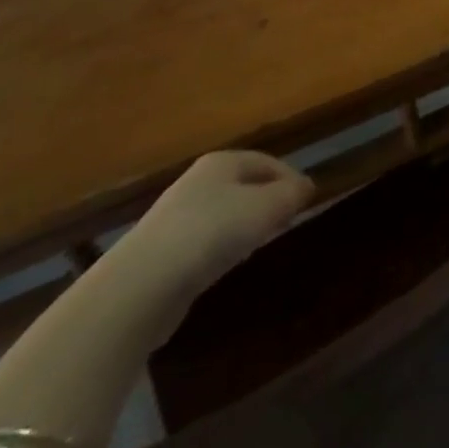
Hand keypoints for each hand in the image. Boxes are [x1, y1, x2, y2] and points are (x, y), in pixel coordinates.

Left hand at [112, 151, 314, 307]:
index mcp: (222, 162)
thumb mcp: (266, 207)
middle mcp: (197, 183)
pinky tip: (227, 264)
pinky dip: (221, 248)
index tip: (308, 199)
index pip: (266, 161)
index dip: (290, 177)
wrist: (140, 285)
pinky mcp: (160, 254)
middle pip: (243, 185)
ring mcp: (174, 218)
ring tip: (262, 242)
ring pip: (223, 213)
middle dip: (267, 200)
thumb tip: (306, 187)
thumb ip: (291, 194)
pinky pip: (204, 241)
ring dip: (245, 225)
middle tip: (287, 218)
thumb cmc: (212, 232)